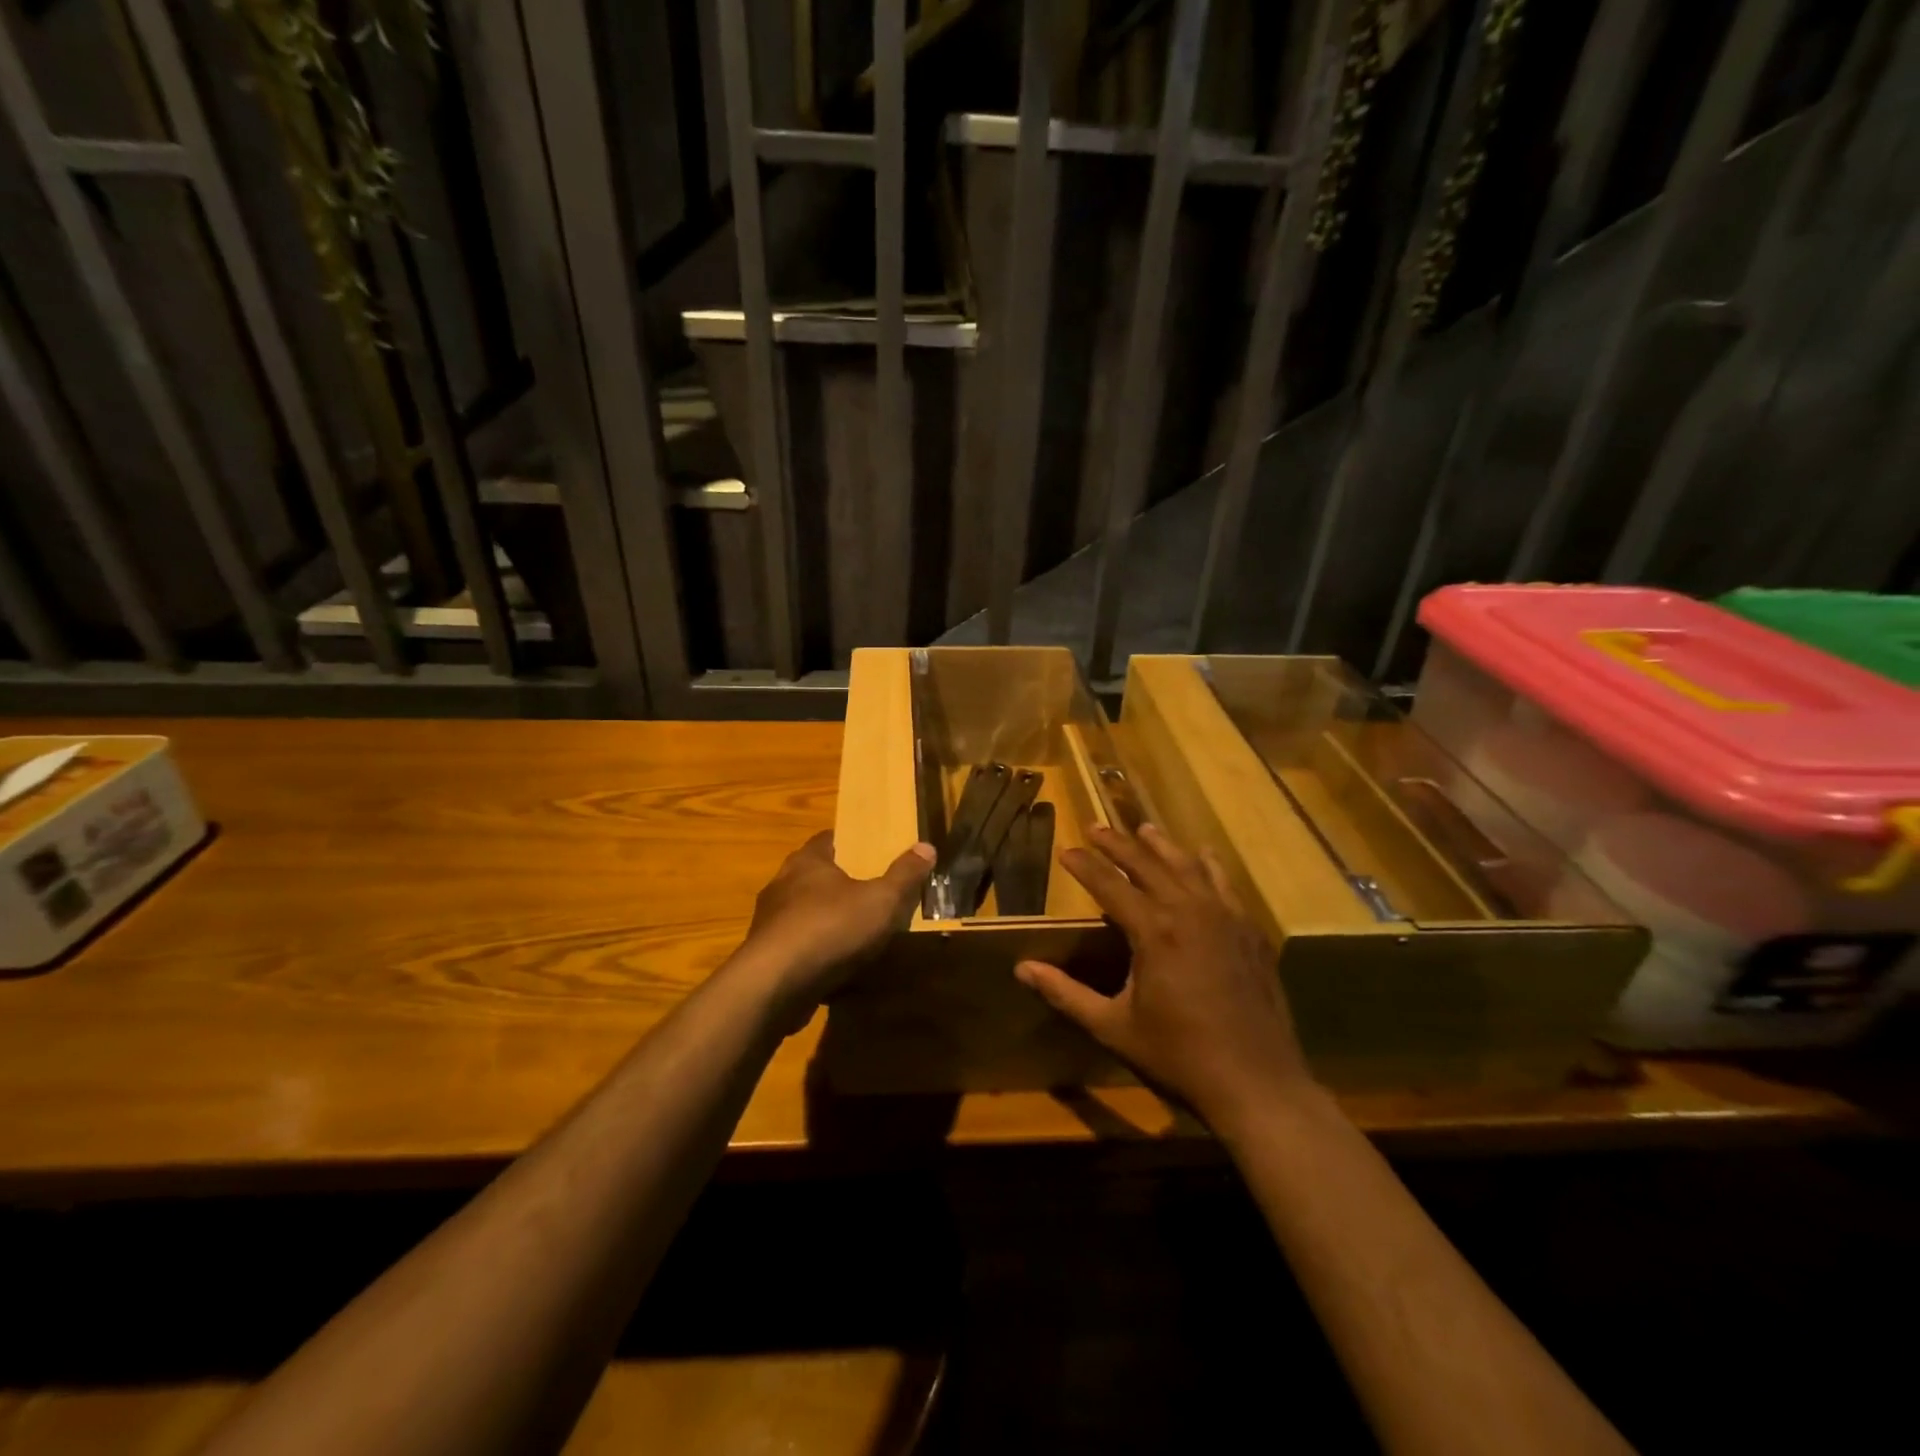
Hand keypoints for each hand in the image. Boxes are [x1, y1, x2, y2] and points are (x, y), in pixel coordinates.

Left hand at [738, 830, 933, 1011]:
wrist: (774, 985)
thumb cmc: (830, 927)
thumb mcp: (881, 900)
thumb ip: (904, 875)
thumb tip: (927, 847)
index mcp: (807, 862)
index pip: (828, 839)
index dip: (850, 843)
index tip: (871, 851)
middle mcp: (782, 885)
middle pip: (814, 876)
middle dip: (839, 884)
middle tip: (869, 892)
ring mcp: (769, 922)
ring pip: (803, 913)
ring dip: (825, 920)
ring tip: (855, 933)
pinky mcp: (765, 957)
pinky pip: (796, 946)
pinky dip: (814, 952)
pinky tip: (834, 967)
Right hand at [1015, 824, 1313, 1130]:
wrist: (1258, 1084)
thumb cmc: (1178, 1056)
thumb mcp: (1113, 1027)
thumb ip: (1066, 994)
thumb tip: (1021, 969)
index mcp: (1153, 931)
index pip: (1109, 884)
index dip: (1085, 865)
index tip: (1066, 850)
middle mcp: (1189, 911)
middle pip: (1148, 863)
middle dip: (1118, 843)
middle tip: (1095, 827)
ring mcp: (1225, 917)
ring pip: (1188, 866)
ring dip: (1162, 845)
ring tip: (1144, 828)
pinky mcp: (1250, 931)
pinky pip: (1224, 885)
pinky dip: (1208, 865)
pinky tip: (1203, 857)